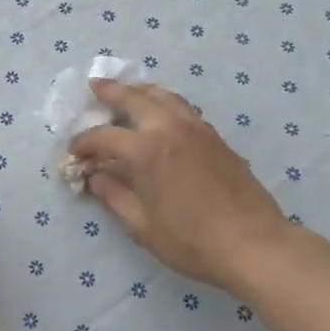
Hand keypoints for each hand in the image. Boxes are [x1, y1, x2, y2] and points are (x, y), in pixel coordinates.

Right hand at [69, 80, 290, 295]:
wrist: (255, 244)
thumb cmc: (192, 241)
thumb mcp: (142, 225)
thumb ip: (113, 195)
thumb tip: (93, 177)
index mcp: (145, 150)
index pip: (103, 136)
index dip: (83, 143)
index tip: (74, 153)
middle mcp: (168, 128)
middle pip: (134, 98)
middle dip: (110, 91)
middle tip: (94, 86)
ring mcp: (196, 128)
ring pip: (163, 95)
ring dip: (140, 90)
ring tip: (127, 90)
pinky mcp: (214, 136)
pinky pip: (182, 106)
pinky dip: (164, 101)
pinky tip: (160, 112)